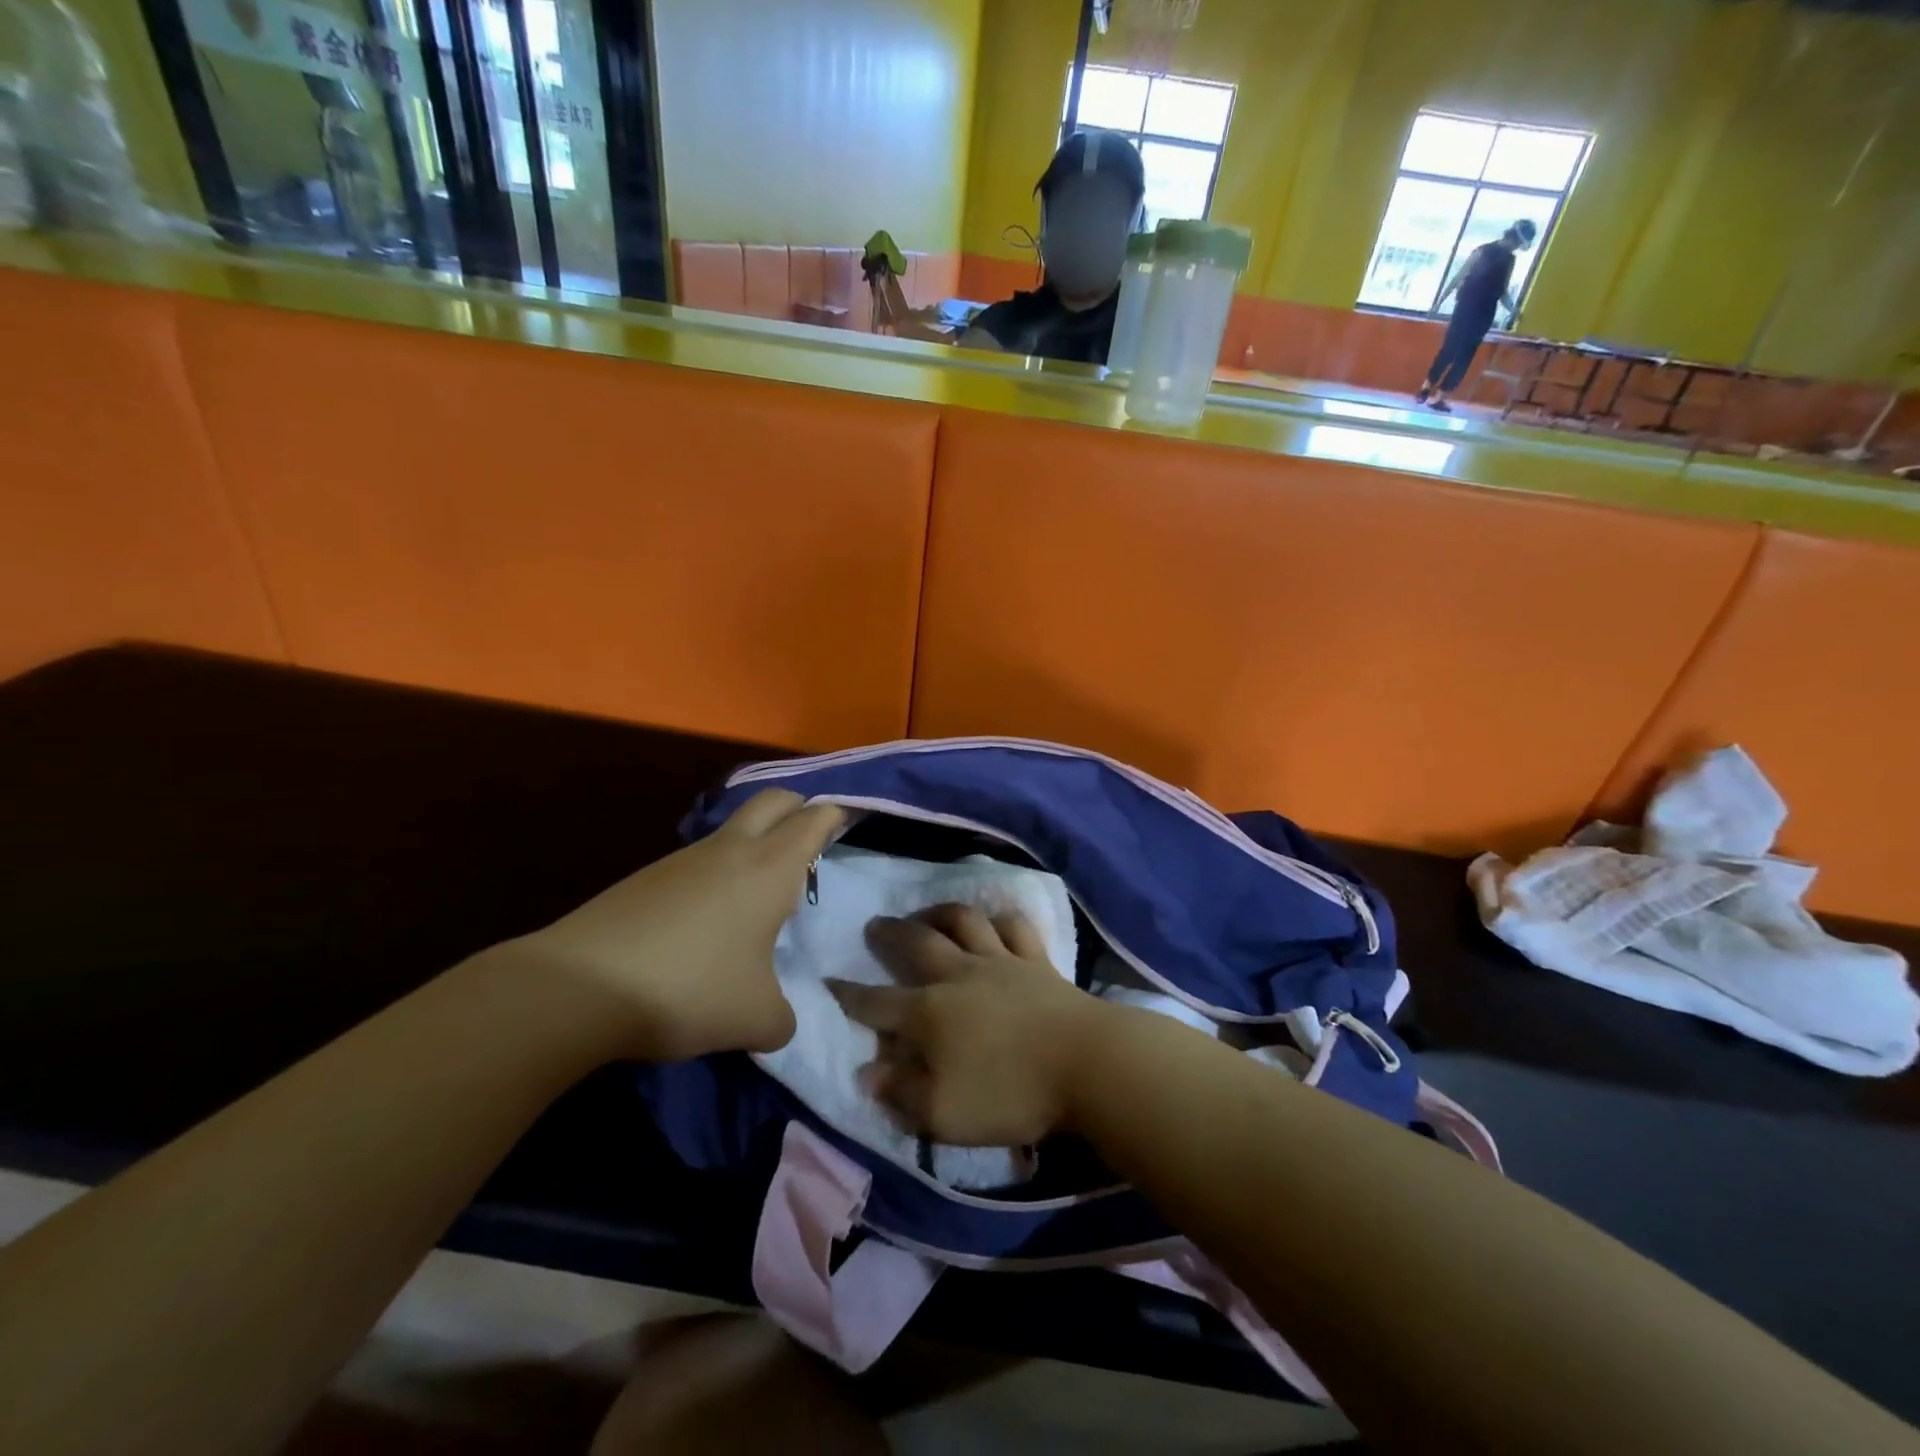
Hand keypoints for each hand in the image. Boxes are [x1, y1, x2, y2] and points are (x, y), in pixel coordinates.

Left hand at [505, 789, 843, 1060]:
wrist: (578, 987)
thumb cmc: (689, 989)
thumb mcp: (756, 1019)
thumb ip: (783, 1017)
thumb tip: (779, 1018)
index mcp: (770, 868)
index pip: (814, 819)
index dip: (837, 814)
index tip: (851, 817)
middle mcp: (731, 850)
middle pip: (774, 800)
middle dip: (799, 808)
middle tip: (812, 840)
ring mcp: (684, 859)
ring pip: (733, 828)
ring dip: (756, 842)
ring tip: (762, 891)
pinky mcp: (647, 877)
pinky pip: (700, 859)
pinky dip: (719, 871)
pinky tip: (712, 917)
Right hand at [828, 905, 1103, 1146]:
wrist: (1086, 1063)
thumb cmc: (1011, 1094)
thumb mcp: (944, 1113)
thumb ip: (901, 1092)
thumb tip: (866, 1071)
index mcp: (929, 1013)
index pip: (877, 1002)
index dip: (849, 994)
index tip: (829, 981)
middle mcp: (959, 976)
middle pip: (916, 943)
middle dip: (889, 934)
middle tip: (874, 925)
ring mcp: (1000, 962)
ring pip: (963, 922)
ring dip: (939, 912)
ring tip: (926, 914)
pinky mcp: (1036, 960)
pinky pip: (1014, 926)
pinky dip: (999, 918)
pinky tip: (993, 920)